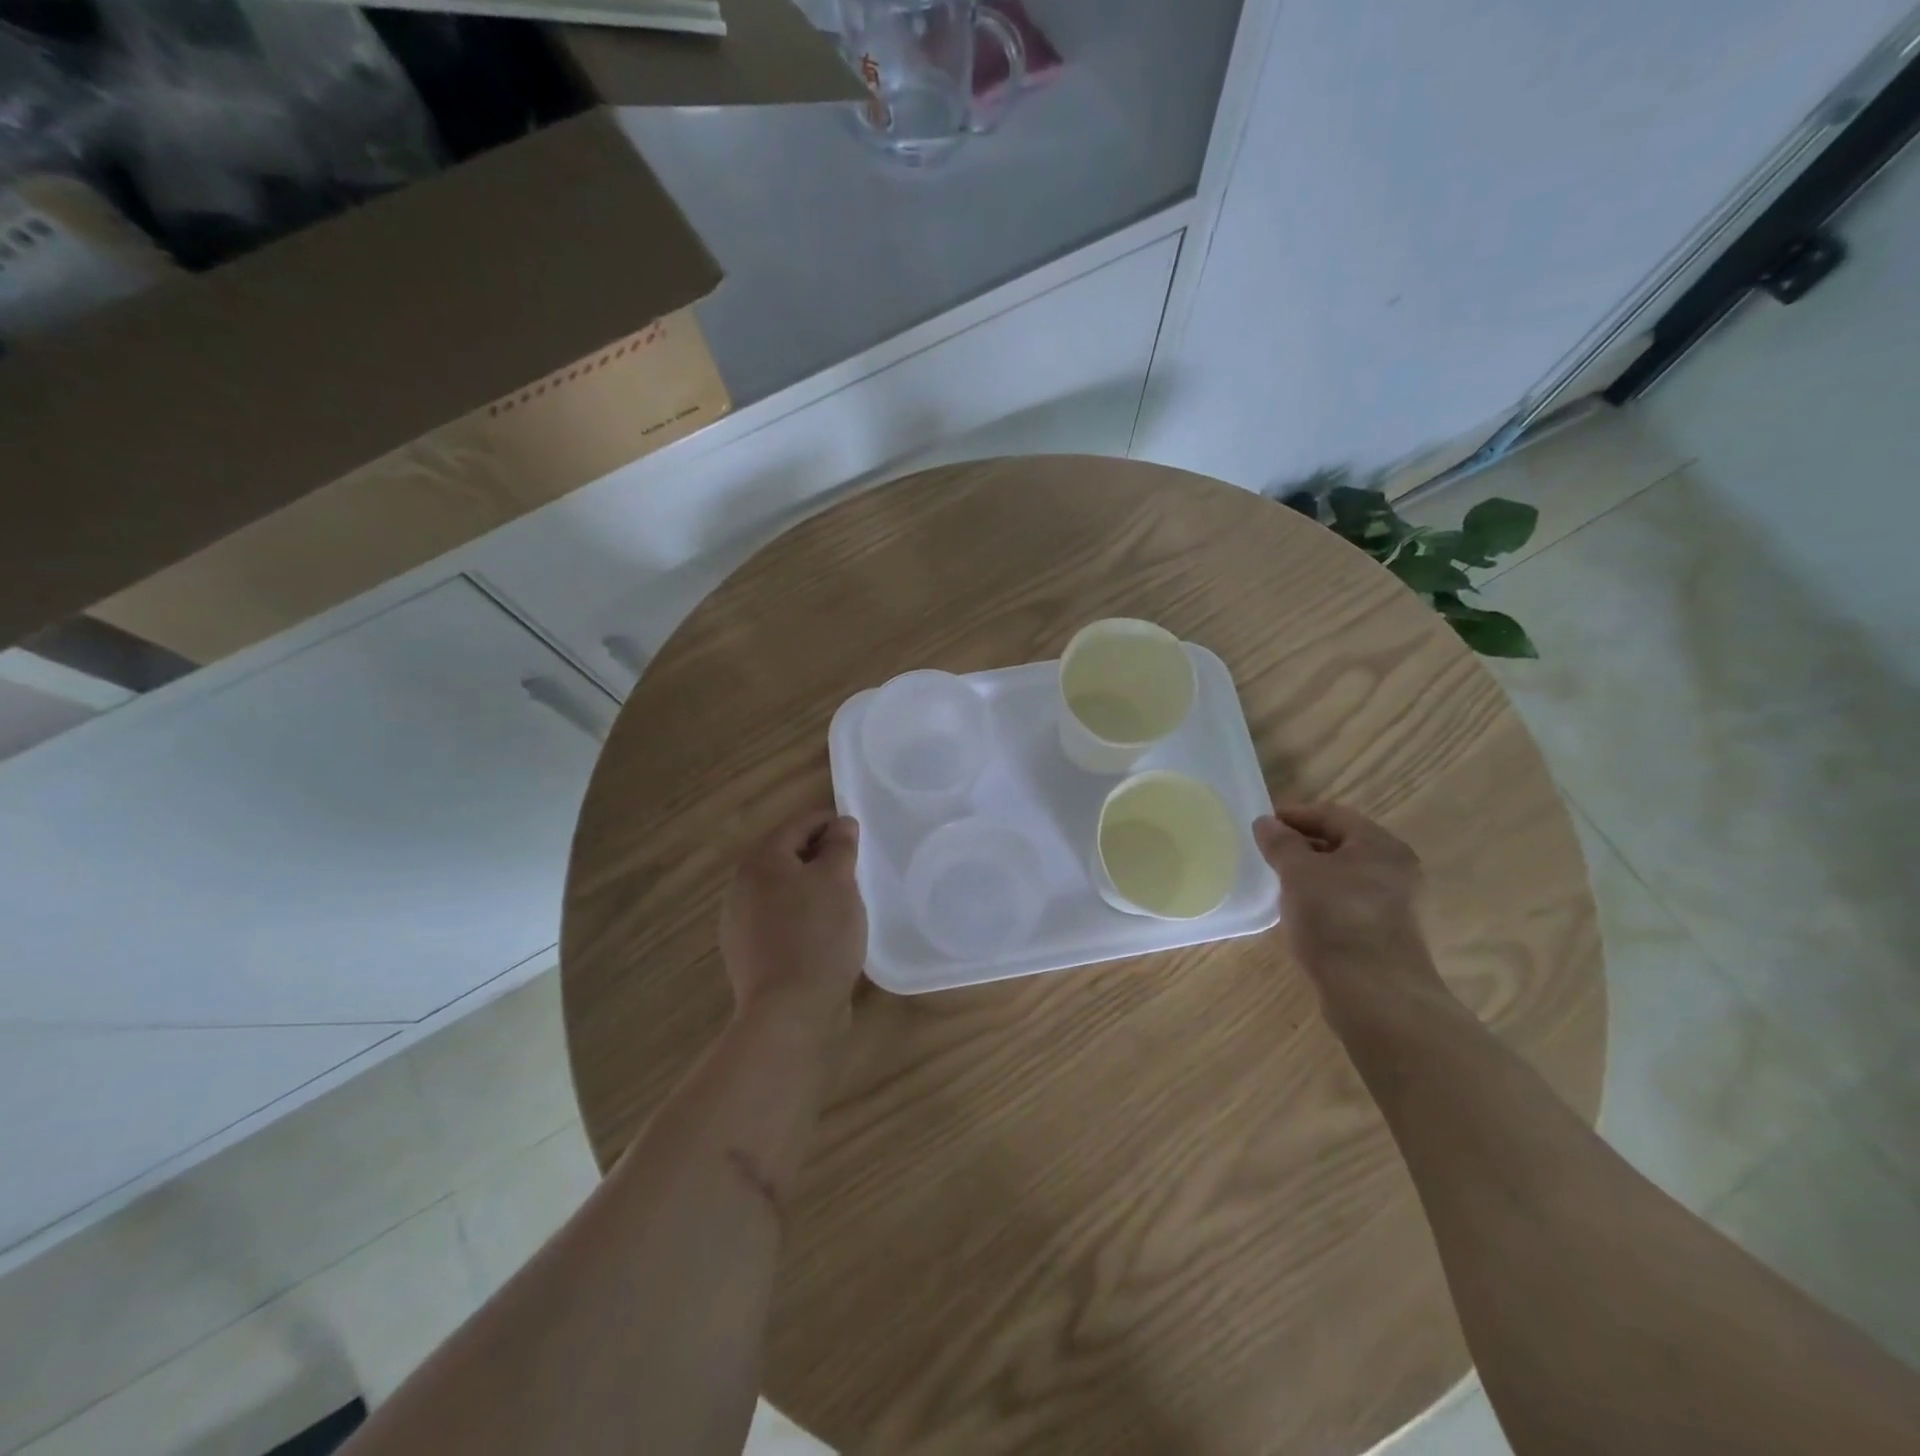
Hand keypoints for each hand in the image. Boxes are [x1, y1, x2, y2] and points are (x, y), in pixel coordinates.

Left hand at [720, 807, 868, 1026]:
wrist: (789, 1012)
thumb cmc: (818, 935)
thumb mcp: (838, 880)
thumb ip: (840, 846)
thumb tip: (841, 824)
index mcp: (761, 861)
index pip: (799, 824)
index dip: (830, 820)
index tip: (857, 829)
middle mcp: (741, 886)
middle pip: (786, 855)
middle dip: (820, 854)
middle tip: (855, 863)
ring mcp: (740, 923)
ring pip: (782, 889)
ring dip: (810, 886)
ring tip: (843, 896)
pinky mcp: (748, 954)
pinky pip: (779, 919)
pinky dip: (801, 914)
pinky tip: (823, 929)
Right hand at [1254, 804, 1445, 1014]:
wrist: (1375, 994)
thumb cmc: (1336, 919)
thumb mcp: (1299, 872)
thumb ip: (1280, 843)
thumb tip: (1265, 822)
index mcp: (1381, 846)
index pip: (1333, 815)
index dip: (1294, 815)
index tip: (1262, 826)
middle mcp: (1395, 870)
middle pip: (1341, 844)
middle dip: (1302, 845)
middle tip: (1267, 854)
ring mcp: (1395, 905)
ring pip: (1344, 876)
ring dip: (1311, 875)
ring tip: (1278, 883)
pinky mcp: (1386, 935)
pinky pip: (1348, 904)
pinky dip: (1323, 900)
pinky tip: (1300, 914)